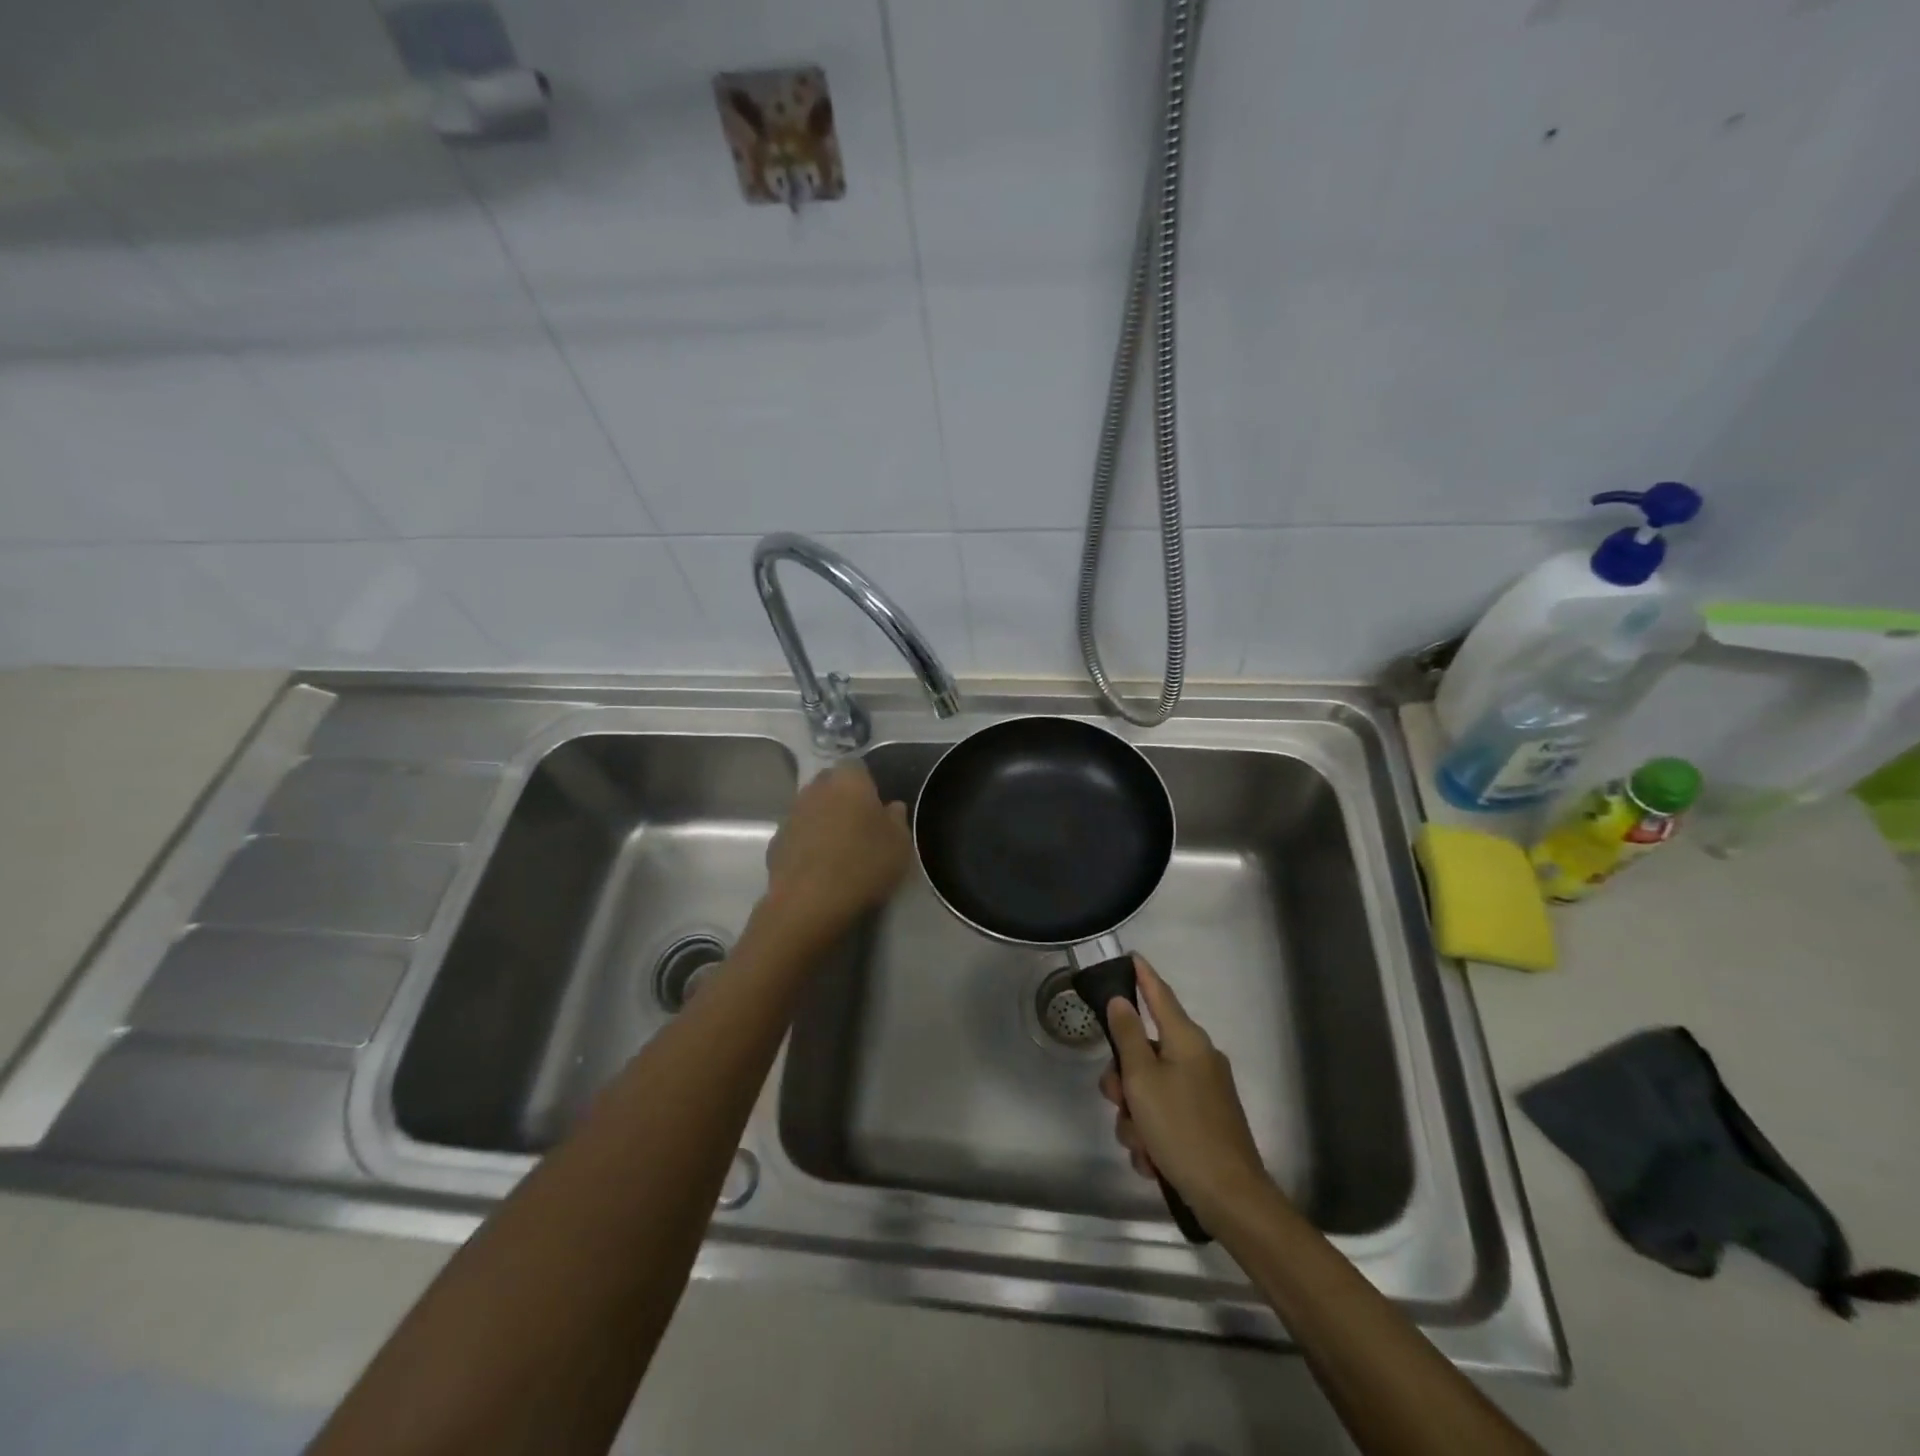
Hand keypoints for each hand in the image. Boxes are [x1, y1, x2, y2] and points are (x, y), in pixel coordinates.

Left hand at [762, 761, 911, 939]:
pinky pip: (797, 836)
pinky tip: (818, 868)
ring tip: (839, 850)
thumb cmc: (864, 864)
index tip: (876, 807)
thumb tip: (892, 807)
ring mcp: (791, 815)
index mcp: (848, 780)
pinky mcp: (775, 842)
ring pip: (811, 809)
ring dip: (822, 822)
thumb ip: (897, 819)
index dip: (867, 785)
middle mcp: (815, 789)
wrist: (809, 902)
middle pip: (830, 785)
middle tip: (859, 827)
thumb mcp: (899, 844)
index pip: (857, 767)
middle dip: (842, 799)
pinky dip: (806, 845)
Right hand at [1099, 957, 1273, 1221]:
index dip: (1143, 976)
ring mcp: (1204, 1092)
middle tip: (1118, 1101)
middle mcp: (1198, 1058)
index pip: (1160, 995)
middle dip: (1124, 1079)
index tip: (1131, 956)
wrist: (1230, 1197)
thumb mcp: (1142, 1080)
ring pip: (1150, 1089)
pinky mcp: (1205, 1122)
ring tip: (1140, 1144)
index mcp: (1187, 1040)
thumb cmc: (1181, 1129)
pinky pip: (1165, 1116)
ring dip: (1136, 1116)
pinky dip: (1153, 1135)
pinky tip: (1153, 1161)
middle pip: (1146, 1051)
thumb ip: (1128, 1036)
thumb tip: (1121, 1001)